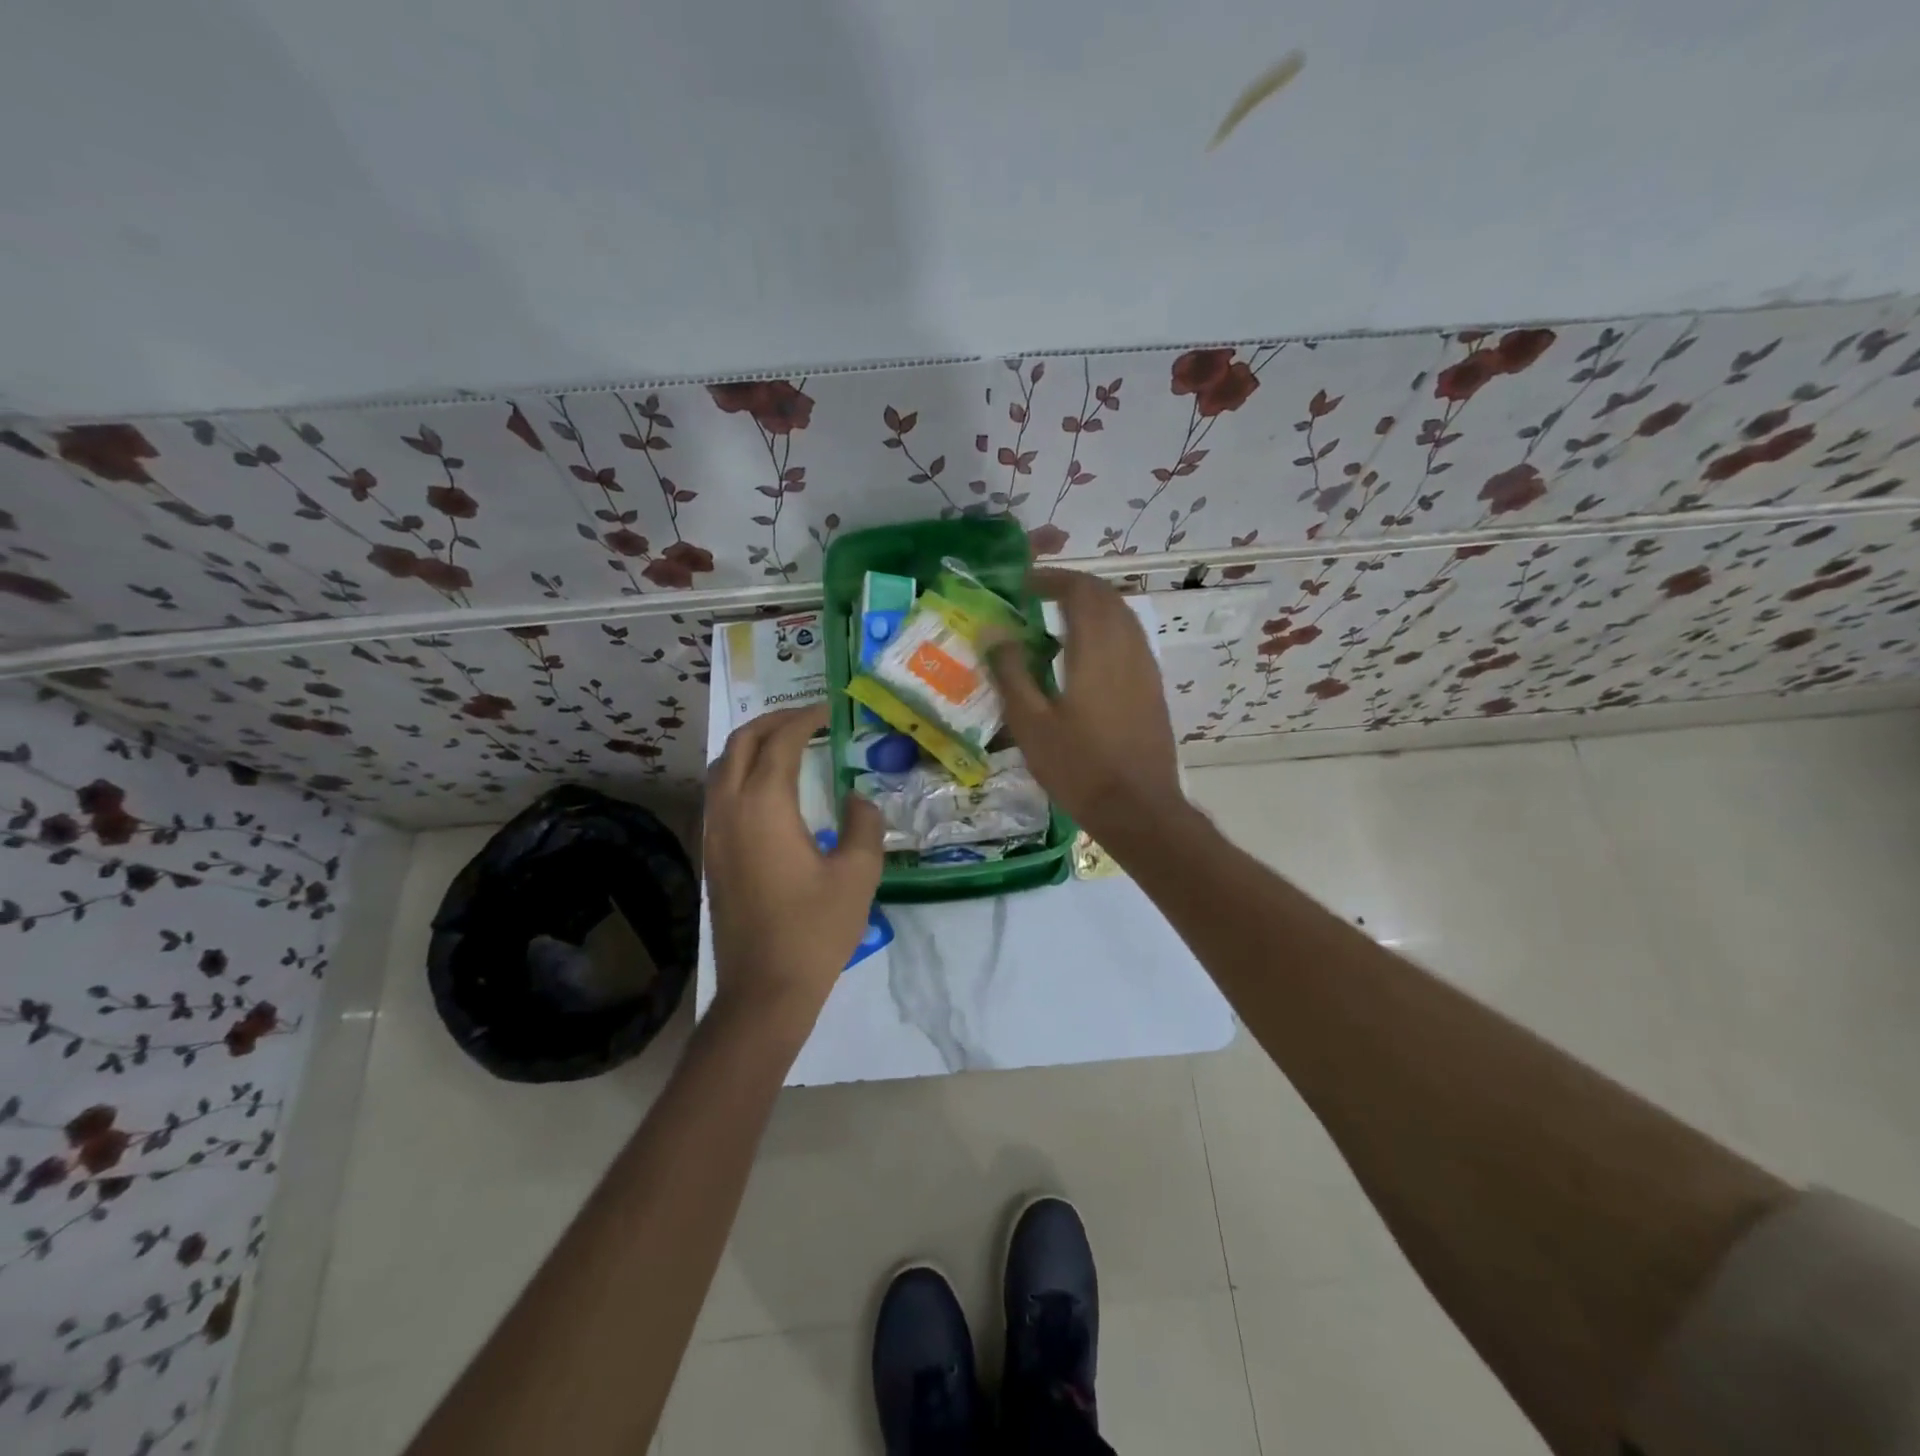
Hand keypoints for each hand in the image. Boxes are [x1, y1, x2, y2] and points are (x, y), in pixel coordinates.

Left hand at [703, 704, 883, 1039]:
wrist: (764, 989)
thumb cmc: (815, 929)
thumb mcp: (858, 874)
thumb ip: (864, 824)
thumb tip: (857, 799)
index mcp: (764, 806)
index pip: (781, 742)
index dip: (805, 719)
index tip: (829, 709)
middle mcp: (730, 810)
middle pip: (741, 744)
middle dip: (772, 721)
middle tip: (806, 718)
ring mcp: (714, 833)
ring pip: (723, 767)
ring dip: (752, 744)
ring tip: (786, 743)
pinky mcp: (712, 855)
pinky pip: (719, 793)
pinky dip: (741, 772)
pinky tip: (767, 788)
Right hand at [987, 568, 1186, 843]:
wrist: (1139, 809)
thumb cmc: (1079, 768)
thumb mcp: (1030, 724)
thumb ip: (1011, 673)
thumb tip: (993, 633)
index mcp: (1096, 649)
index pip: (1080, 590)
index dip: (1052, 579)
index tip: (1024, 585)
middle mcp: (1127, 647)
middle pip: (1106, 596)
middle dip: (1073, 587)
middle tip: (1039, 597)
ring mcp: (1146, 667)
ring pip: (1123, 617)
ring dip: (1093, 608)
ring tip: (1058, 622)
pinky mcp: (1153, 688)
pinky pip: (1131, 640)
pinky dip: (1107, 631)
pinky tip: (1084, 658)